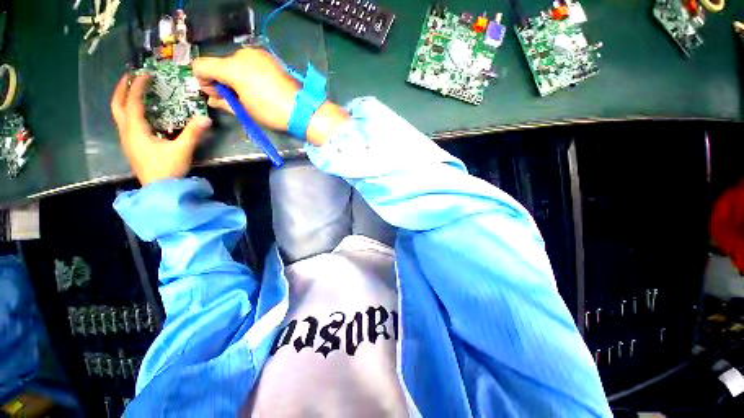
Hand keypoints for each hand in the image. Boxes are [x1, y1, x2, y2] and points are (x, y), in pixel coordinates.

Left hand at [111, 74, 211, 185]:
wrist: (159, 190)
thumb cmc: (167, 169)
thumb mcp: (182, 150)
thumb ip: (193, 133)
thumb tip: (206, 118)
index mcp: (136, 130)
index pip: (133, 102)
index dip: (138, 86)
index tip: (145, 74)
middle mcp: (127, 132)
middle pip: (117, 106)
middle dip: (121, 89)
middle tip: (129, 77)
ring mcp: (127, 140)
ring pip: (118, 115)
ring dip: (123, 100)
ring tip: (132, 91)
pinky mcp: (132, 147)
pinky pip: (125, 123)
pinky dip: (128, 112)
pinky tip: (138, 114)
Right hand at [192, 48, 348, 145]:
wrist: (302, 109)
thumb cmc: (272, 112)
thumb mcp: (246, 110)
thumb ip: (225, 102)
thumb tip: (213, 100)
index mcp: (233, 67)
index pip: (201, 66)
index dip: (203, 81)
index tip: (216, 95)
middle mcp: (243, 55)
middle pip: (220, 64)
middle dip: (222, 80)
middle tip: (234, 98)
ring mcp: (259, 55)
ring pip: (236, 63)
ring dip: (236, 77)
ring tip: (249, 95)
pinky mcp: (270, 59)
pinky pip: (251, 63)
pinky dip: (249, 73)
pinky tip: (260, 88)